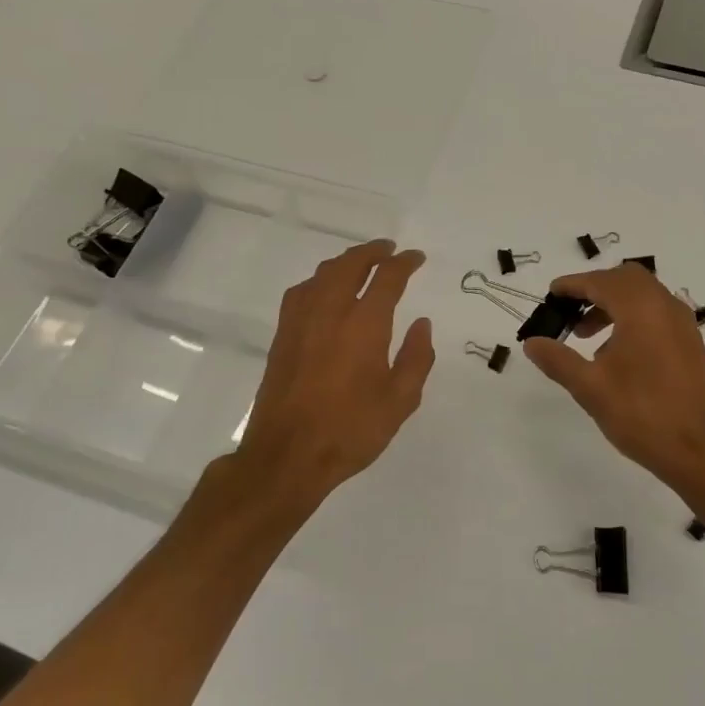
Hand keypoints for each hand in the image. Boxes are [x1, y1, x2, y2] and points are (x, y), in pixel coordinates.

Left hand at [227, 240, 434, 514]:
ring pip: (323, 274)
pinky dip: (319, 280)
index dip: (404, 263)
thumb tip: (422, 325)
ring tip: (360, 264)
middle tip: (388, 250)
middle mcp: (330, 312)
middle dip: (372, 252)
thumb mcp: (400, 401)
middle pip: (350, 265)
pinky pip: (302, 291)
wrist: (287, 455)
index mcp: (364, 325)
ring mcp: (301, 322)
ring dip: (345, 262)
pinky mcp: (282, 336)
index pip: (388, 278)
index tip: (416, 258)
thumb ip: (416, 358)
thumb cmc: (351, 430)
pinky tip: (323, 291)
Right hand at [521, 264, 704, 491]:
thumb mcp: (590, 388)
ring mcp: (683, 325)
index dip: (572, 285)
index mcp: (641, 309)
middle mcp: (666, 307)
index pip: (600, 281)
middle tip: (569, 312)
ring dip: (613, 304)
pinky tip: (616, 353)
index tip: (551, 294)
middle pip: (626, 279)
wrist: (700, 451)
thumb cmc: (641, 415)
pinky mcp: (690, 344)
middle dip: (595, 289)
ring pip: (644, 295)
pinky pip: (657, 314)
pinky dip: (633, 317)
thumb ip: (558, 360)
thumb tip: (532, 342)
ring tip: (586, 337)